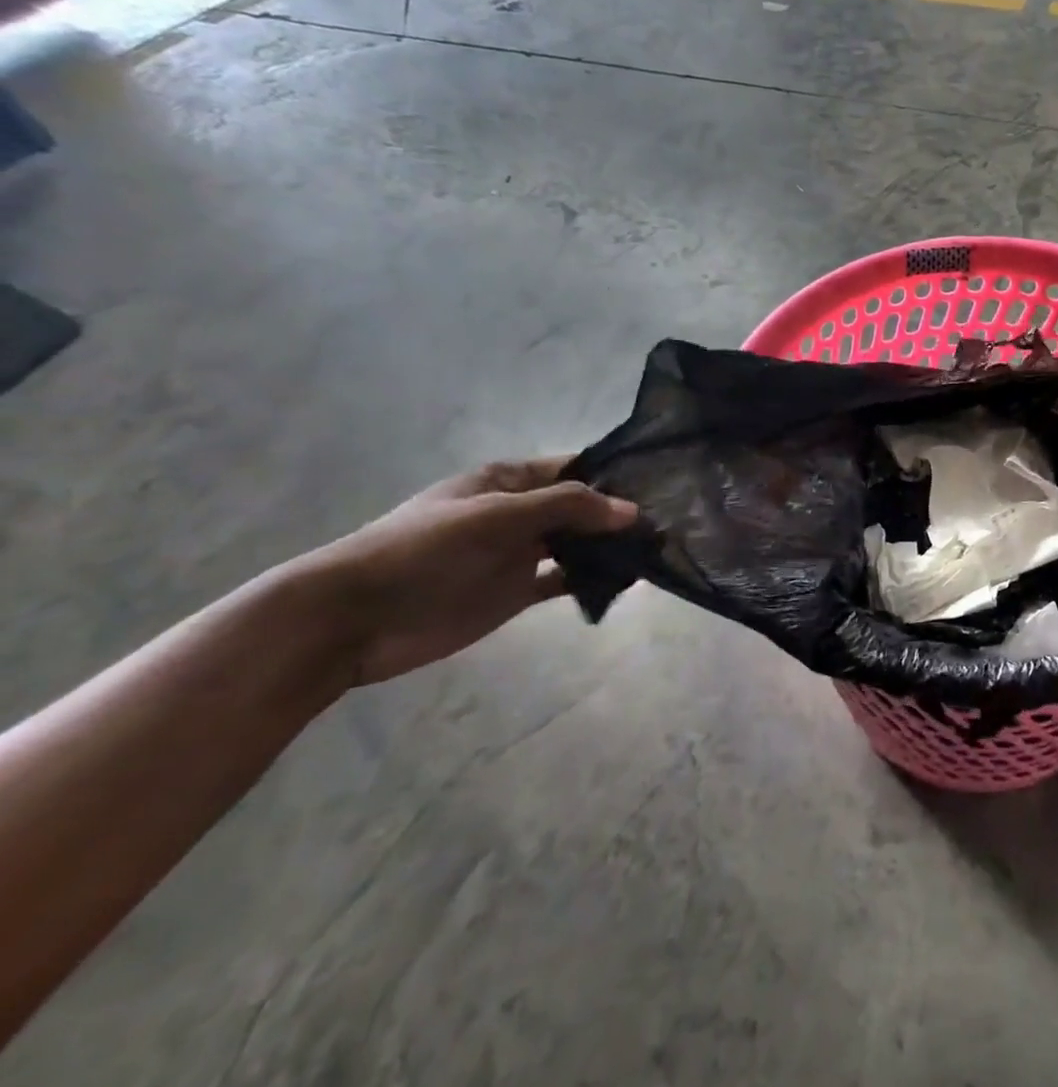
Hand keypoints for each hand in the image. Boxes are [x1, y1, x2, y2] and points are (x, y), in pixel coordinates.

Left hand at [295, 458, 636, 687]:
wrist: (355, 617)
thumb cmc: (424, 549)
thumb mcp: (496, 515)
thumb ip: (566, 508)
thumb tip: (633, 511)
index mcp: (508, 481)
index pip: (573, 468)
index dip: (613, 473)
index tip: (661, 484)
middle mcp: (518, 512)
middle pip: (580, 507)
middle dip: (620, 513)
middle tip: (672, 521)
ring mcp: (517, 554)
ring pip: (577, 544)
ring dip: (610, 547)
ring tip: (658, 551)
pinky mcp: (515, 592)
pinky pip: (564, 580)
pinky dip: (592, 579)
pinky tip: (624, 582)